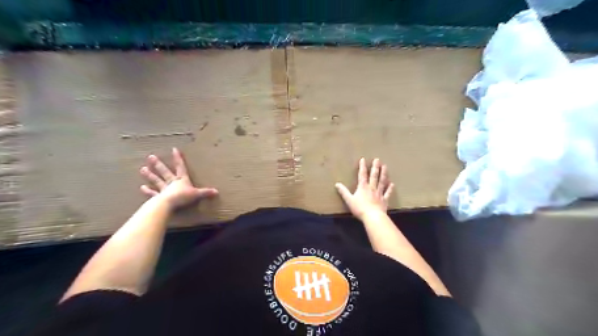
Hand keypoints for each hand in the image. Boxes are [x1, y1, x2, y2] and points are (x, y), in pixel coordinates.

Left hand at [139, 147, 218, 209]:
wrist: (168, 204)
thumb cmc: (183, 197)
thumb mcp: (197, 194)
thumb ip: (206, 192)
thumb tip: (217, 192)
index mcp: (181, 180)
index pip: (180, 166)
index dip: (178, 158)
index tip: (174, 149)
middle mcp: (171, 182)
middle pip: (165, 172)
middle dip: (158, 165)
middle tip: (151, 157)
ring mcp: (164, 189)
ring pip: (157, 180)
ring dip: (150, 175)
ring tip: (142, 169)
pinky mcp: (158, 197)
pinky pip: (152, 193)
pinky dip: (147, 191)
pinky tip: (142, 187)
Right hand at [335, 158, 395, 220]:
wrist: (373, 217)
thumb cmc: (360, 208)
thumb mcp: (349, 200)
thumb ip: (343, 192)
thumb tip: (337, 184)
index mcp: (363, 187)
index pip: (362, 175)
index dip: (362, 167)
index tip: (363, 159)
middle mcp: (372, 188)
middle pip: (374, 176)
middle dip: (375, 167)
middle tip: (377, 160)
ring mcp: (379, 193)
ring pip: (381, 181)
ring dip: (383, 174)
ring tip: (385, 166)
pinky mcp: (384, 200)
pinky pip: (387, 193)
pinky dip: (390, 188)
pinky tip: (392, 184)